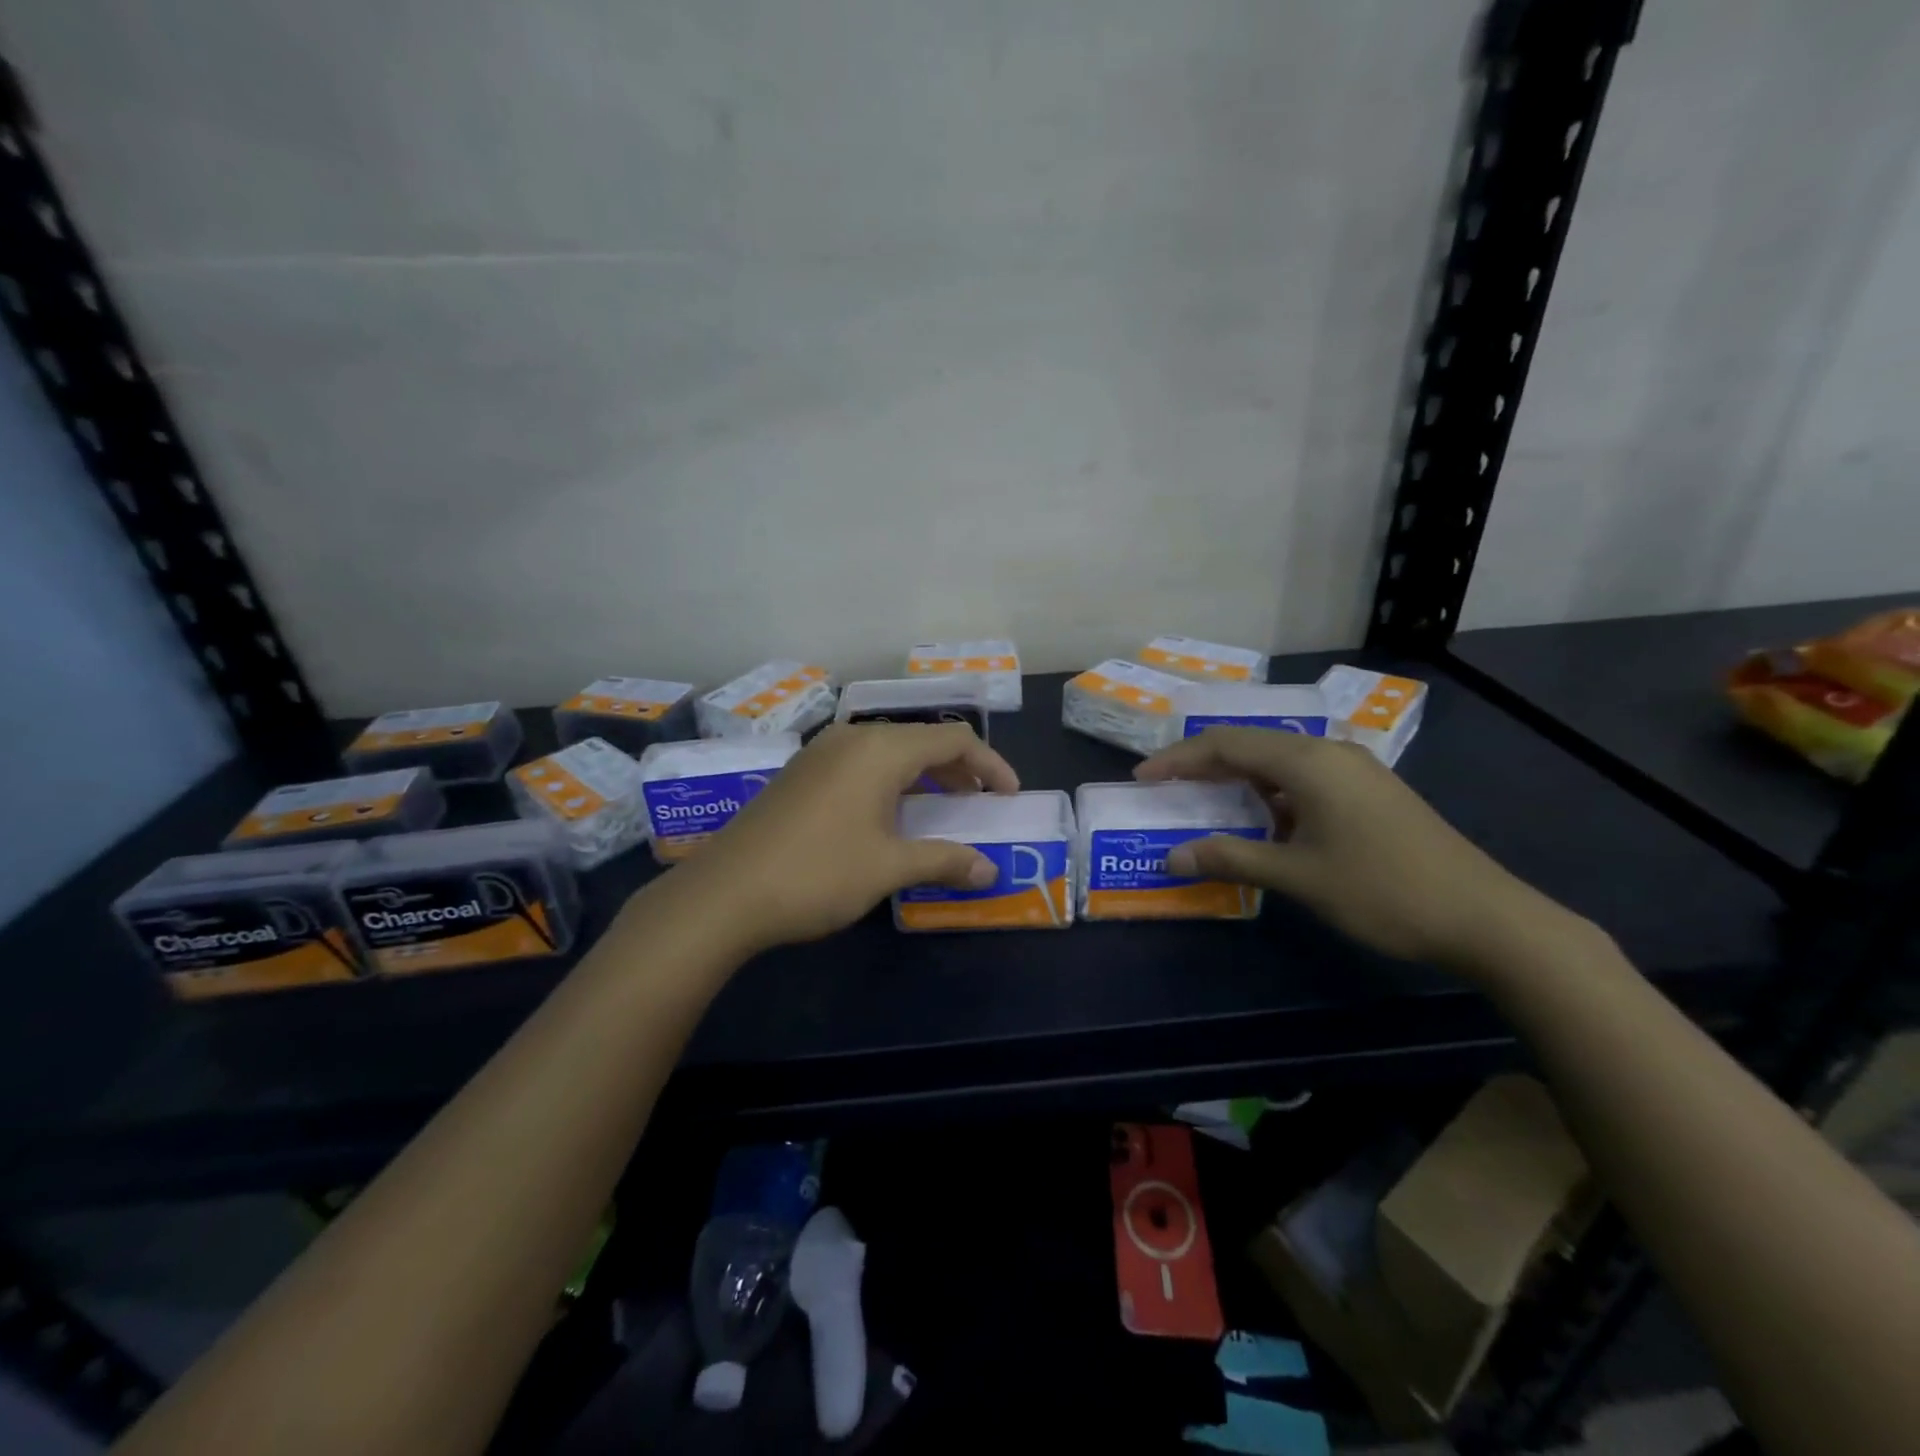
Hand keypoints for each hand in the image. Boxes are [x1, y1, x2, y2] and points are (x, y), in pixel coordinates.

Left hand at [681, 722, 1019, 951]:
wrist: (725, 893)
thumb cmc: (818, 873)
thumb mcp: (889, 868)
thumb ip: (944, 861)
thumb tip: (990, 871)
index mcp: (881, 749)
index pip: (953, 739)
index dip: (989, 764)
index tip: (1009, 795)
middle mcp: (852, 738)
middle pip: (921, 740)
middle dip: (958, 768)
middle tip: (980, 801)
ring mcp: (821, 753)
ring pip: (888, 751)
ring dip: (923, 774)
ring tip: (942, 806)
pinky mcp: (800, 774)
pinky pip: (861, 764)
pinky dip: (890, 781)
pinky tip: (889, 814)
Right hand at [1135, 726, 1577, 971]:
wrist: (1485, 917)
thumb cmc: (1383, 890)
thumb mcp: (1298, 875)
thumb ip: (1232, 858)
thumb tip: (1173, 856)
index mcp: (1308, 760)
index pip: (1226, 745)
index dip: (1178, 759)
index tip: (1142, 779)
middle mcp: (1329, 751)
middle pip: (1250, 746)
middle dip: (1203, 766)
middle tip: (1165, 789)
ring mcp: (1354, 770)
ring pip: (1278, 762)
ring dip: (1237, 781)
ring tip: (1204, 804)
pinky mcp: (1369, 792)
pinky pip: (1303, 779)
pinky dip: (1270, 794)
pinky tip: (1261, 822)